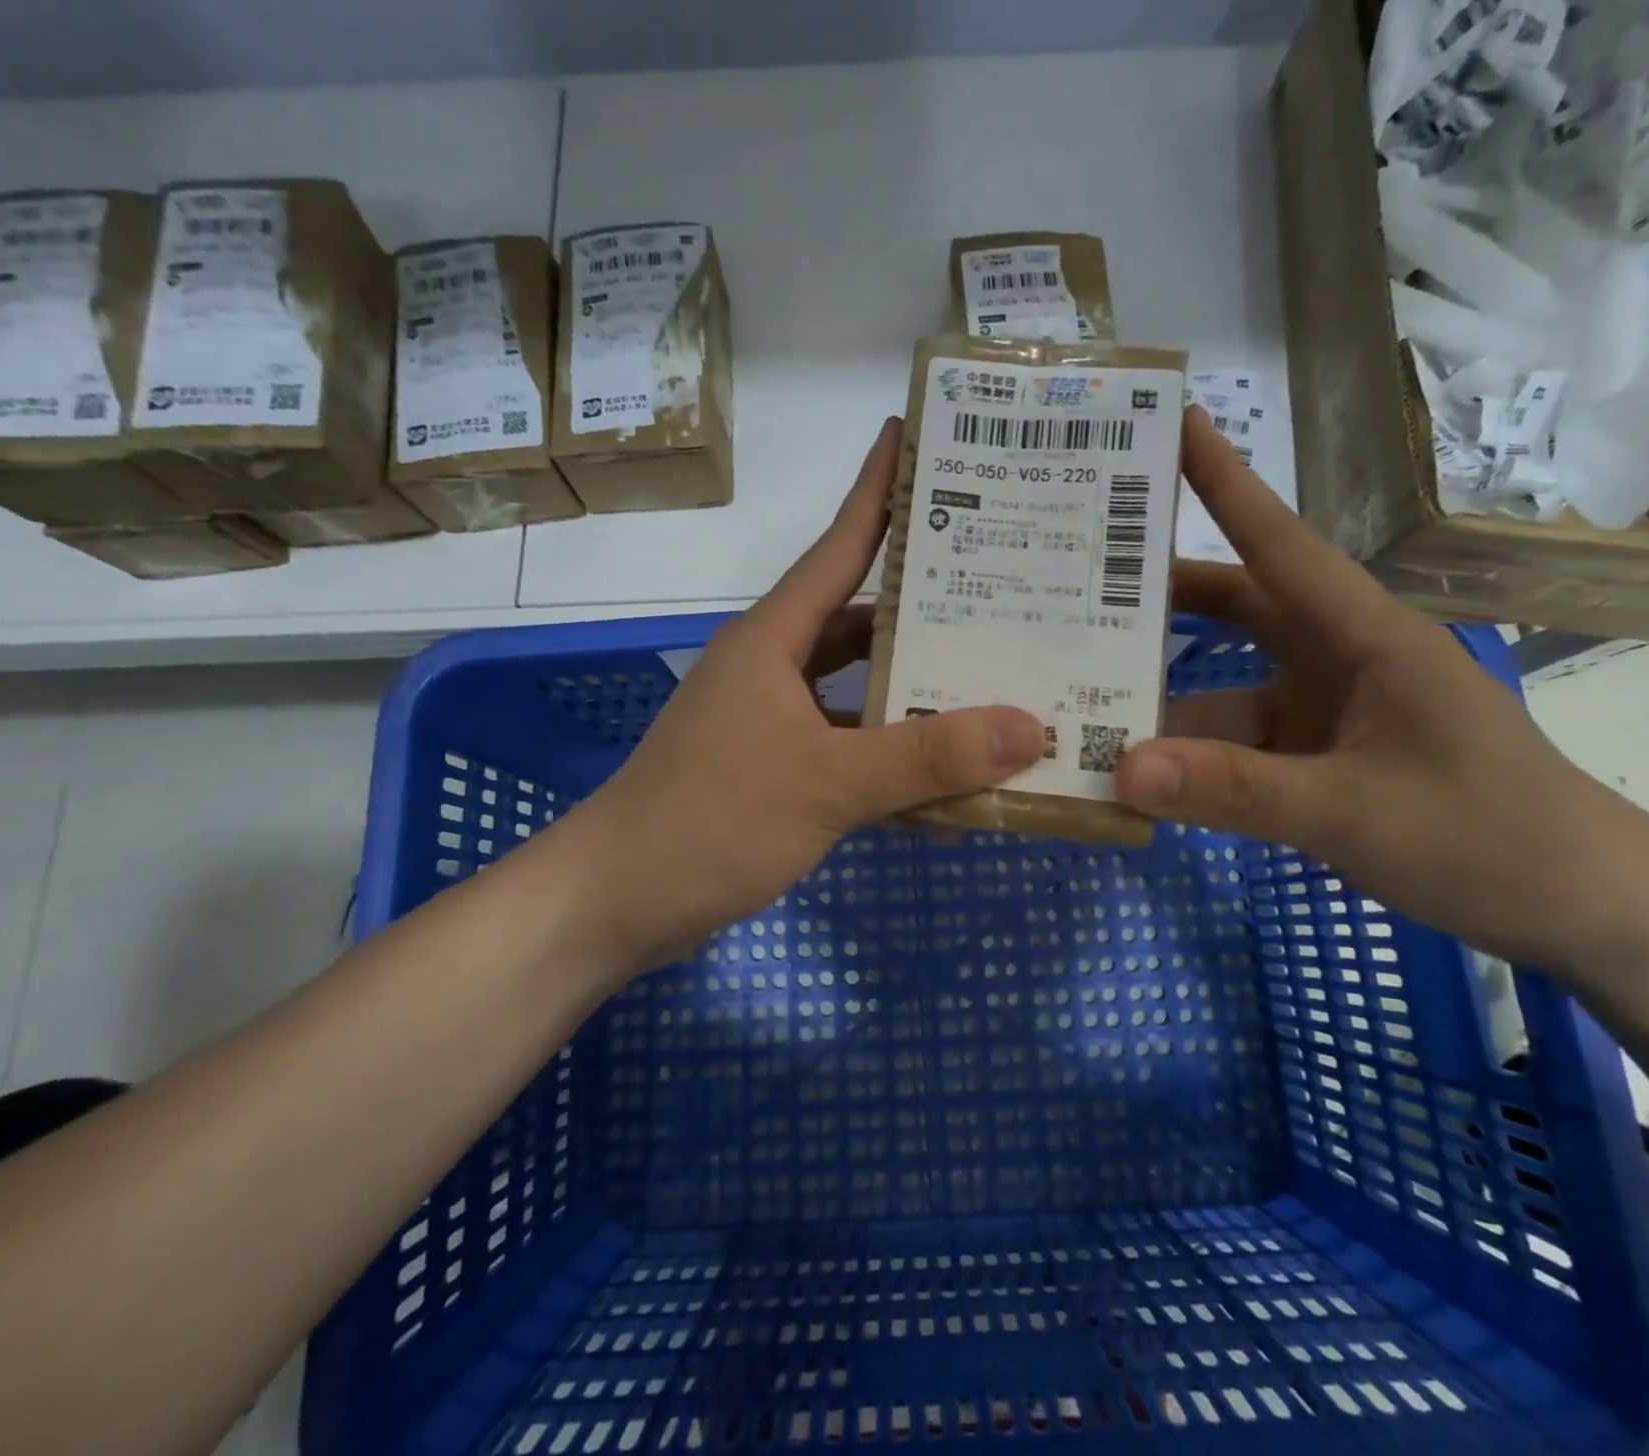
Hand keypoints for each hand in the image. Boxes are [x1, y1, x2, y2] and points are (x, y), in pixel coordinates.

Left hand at [567, 418, 1046, 968]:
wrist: (619, 899)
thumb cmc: (711, 820)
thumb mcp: (826, 784)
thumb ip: (925, 758)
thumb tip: (1029, 727)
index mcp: (773, 640)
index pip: (838, 548)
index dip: (878, 493)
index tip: (916, 440)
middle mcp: (772, 668)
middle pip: (861, 622)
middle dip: (928, 609)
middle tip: (1007, 591)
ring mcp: (771, 722)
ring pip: (859, 692)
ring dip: (916, 694)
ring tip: (996, 684)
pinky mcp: (774, 770)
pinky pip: (848, 749)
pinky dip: (891, 761)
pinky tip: (946, 783)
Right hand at [1114, 408, 1636, 972]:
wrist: (1573, 909)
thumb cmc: (1487, 838)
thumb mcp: (1355, 812)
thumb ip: (1237, 791)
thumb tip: (1124, 769)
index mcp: (1363, 634)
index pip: (1278, 543)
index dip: (1224, 482)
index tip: (1168, 425)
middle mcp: (1333, 659)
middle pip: (1232, 609)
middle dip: (1159, 597)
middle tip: (1073, 585)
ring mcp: (1318, 711)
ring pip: (1217, 690)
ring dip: (1157, 701)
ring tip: (1075, 701)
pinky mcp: (1308, 759)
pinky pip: (1227, 747)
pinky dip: (1181, 760)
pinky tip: (1131, 776)